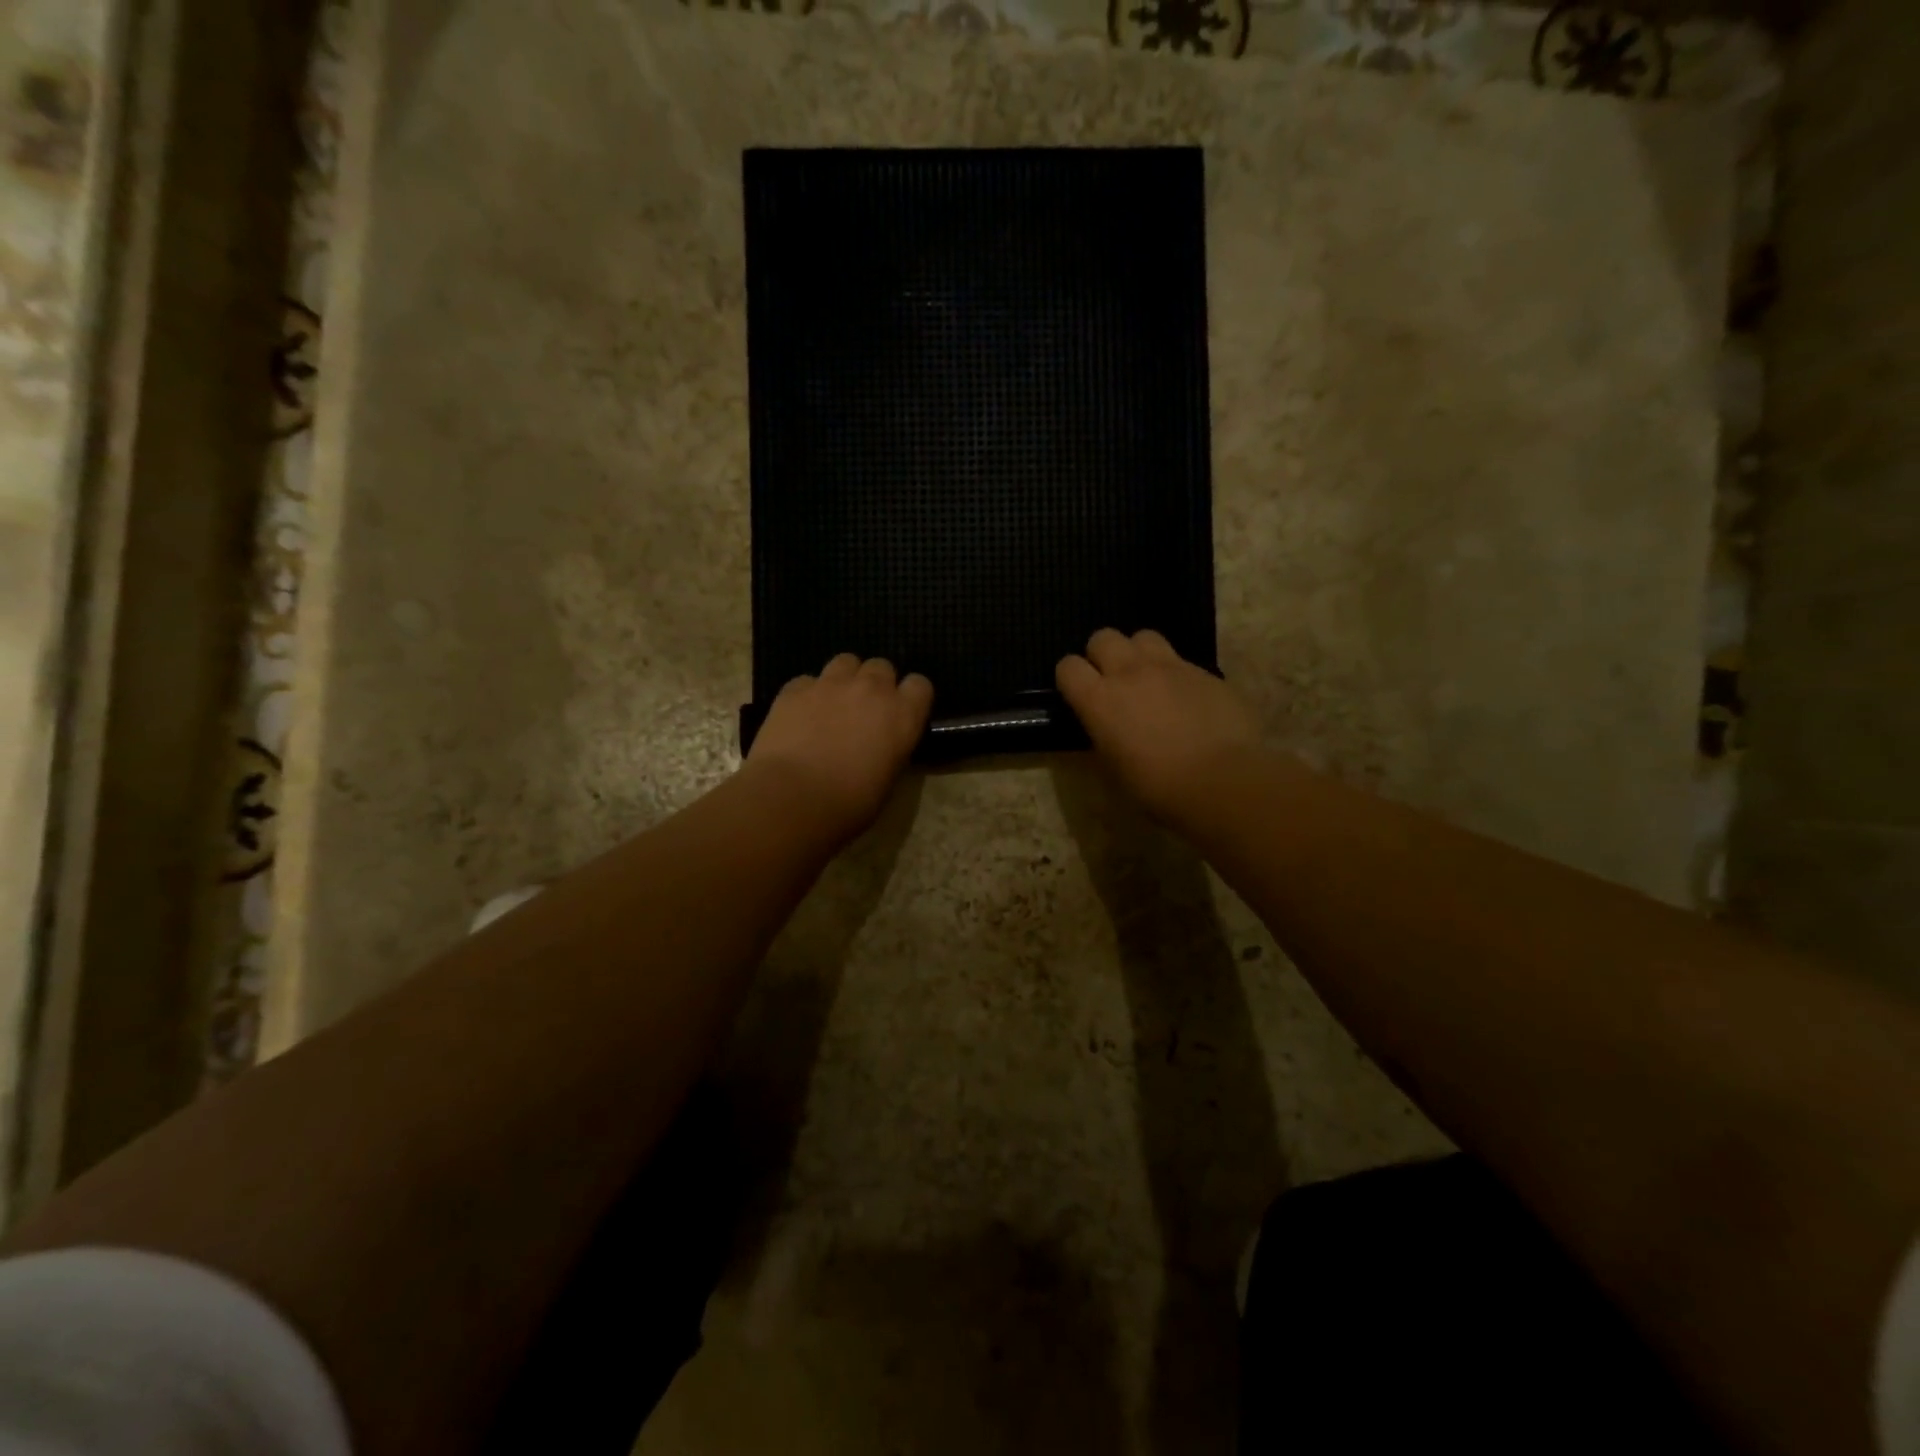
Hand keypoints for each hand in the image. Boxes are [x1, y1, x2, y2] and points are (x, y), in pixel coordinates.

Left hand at [747, 653, 932, 838]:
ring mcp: (831, 684)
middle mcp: (871, 689)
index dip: (910, 698)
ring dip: (845, 679)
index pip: (920, 685)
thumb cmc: (848, 804)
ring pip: (846, 662)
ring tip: (834, 705)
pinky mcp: (795, 689)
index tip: (901, 715)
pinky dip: (808, 694)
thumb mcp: (887, 782)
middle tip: (865, 711)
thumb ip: (891, 751)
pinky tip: (800, 716)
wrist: (792, 799)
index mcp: (902, 715)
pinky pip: (808, 680)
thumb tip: (882, 746)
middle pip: (882, 667)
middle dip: (876, 684)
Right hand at [1056, 629, 1261, 823]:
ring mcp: (1170, 667)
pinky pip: (1181, 660)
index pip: (1068, 667)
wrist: (1221, 782)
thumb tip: (1105, 727)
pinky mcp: (1205, 671)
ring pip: (1143, 637)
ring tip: (1148, 678)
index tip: (1079, 694)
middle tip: (1112, 681)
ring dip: (1139, 653)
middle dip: (1102, 655)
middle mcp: (1129, 672)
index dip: (1070, 678)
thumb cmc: (1157, 787)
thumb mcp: (1114, 768)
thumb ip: (1104, 735)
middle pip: (1103, 638)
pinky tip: (1186, 699)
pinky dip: (1176, 674)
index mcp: (1099, 700)